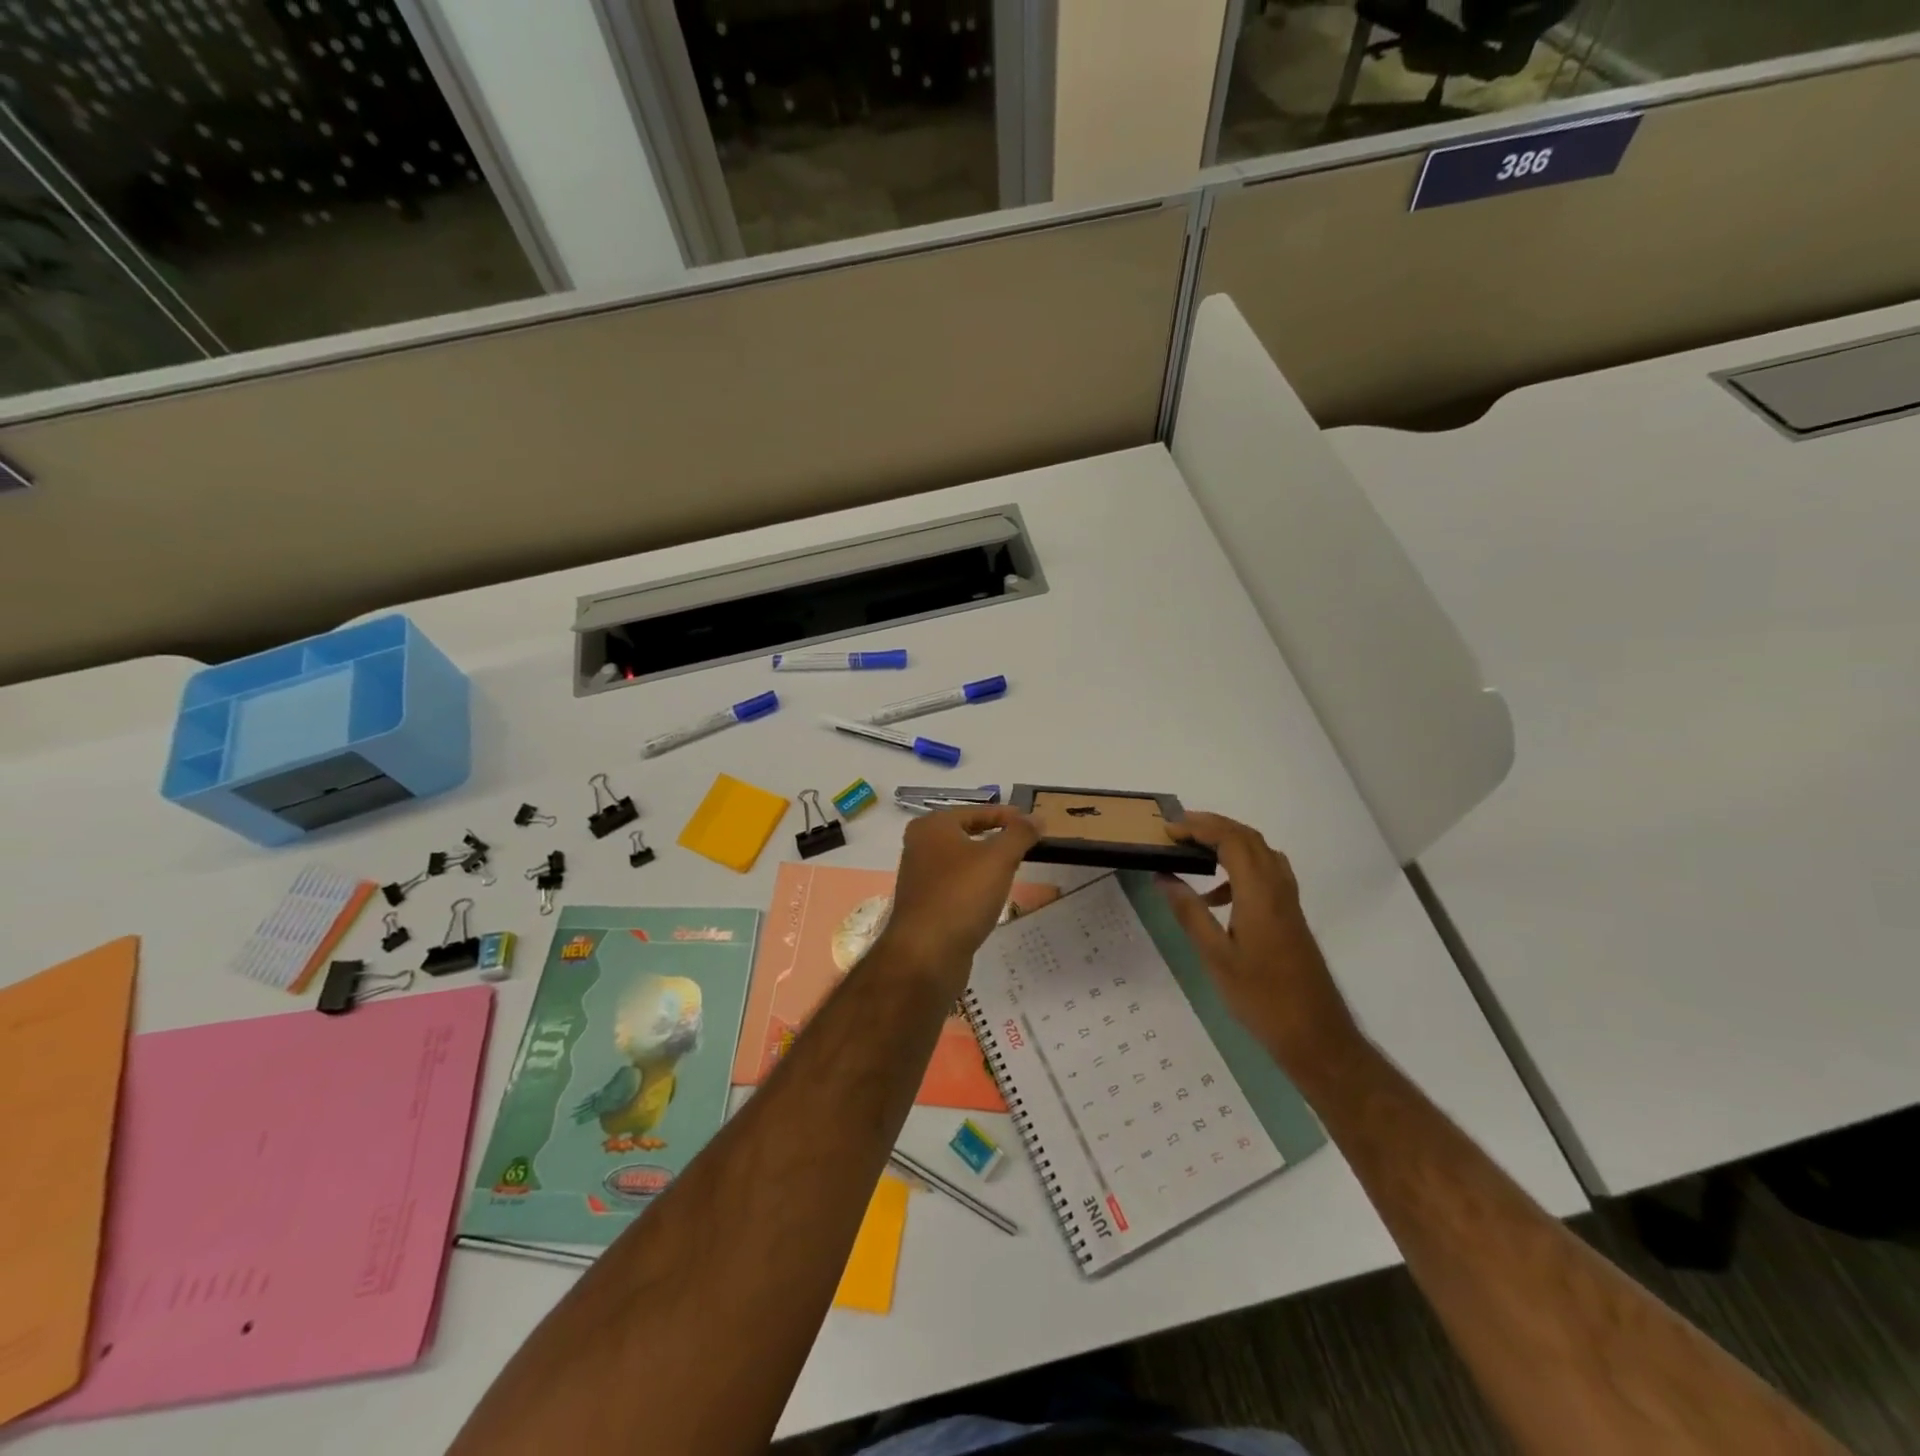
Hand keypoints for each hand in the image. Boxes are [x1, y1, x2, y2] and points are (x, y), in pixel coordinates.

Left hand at [878, 806, 1040, 992]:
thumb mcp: (998, 858)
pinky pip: (956, 886)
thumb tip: (1036, 817)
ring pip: (961, 861)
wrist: (925, 954)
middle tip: (1026, 843)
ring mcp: (920, 878)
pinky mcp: (924, 906)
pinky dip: (975, 886)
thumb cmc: (961, 895)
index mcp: (932, 826)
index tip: (1032, 822)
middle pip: (966, 834)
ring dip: (985, 863)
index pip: (976, 812)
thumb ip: (1019, 834)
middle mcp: (920, 847)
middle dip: (996, 837)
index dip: (1006, 815)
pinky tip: (991, 897)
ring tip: (1014, 868)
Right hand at [1159, 812, 1358, 1064]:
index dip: (1199, 827)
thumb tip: (1163, 877)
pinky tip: (1216, 898)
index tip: (1169, 831)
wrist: (1315, 1034)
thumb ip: (1189, 912)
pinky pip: (1266, 874)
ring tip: (1194, 855)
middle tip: (1179, 831)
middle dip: (1213, 826)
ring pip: (1260, 854)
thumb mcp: (1215, 956)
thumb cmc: (1260, 997)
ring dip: (1228, 844)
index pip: (1231, 840)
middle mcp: (1278, 888)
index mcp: (1259, 894)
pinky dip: (1239, 870)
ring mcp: (1288, 902)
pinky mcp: (1290, 916)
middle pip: (1248, 838)